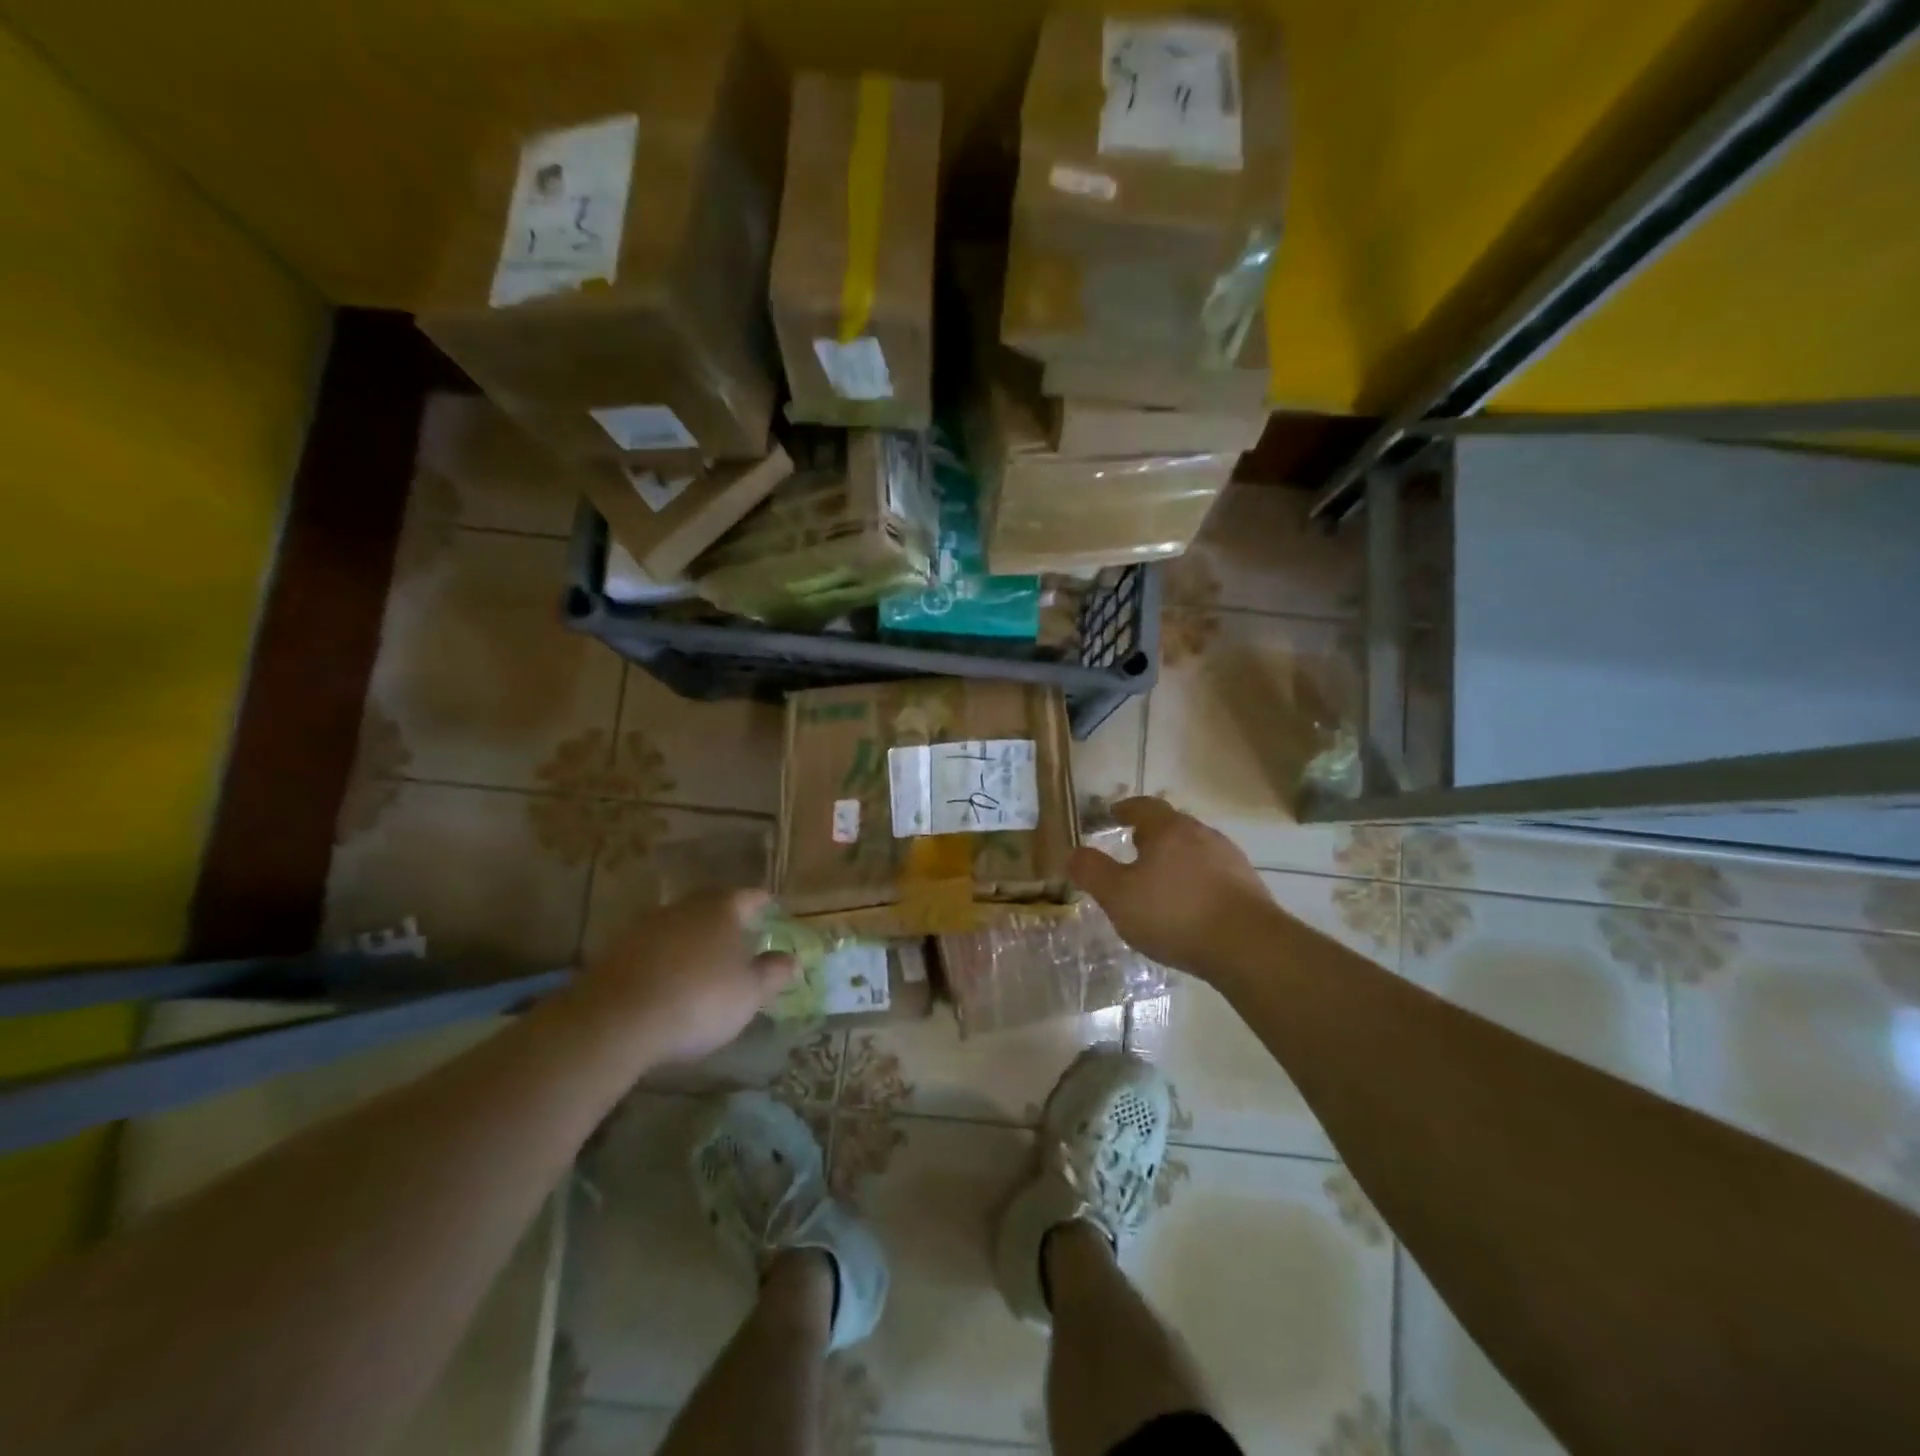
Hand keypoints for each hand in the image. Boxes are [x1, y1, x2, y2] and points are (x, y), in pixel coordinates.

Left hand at [567, 889, 797, 1068]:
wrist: (618, 1020)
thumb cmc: (699, 1000)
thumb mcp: (749, 993)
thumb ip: (773, 973)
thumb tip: (792, 958)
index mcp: (722, 909)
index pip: (749, 896)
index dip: (762, 902)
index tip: (770, 906)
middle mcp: (684, 907)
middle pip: (711, 904)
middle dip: (725, 915)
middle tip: (738, 929)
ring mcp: (646, 926)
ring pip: (679, 923)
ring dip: (692, 936)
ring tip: (703, 956)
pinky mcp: (617, 950)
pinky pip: (652, 946)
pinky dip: (665, 956)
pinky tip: (668, 977)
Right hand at [1069, 797, 1276, 979]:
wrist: (1247, 946)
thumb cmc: (1174, 914)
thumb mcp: (1118, 896)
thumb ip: (1092, 872)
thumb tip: (1072, 852)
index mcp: (1168, 829)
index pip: (1143, 806)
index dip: (1125, 808)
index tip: (1112, 814)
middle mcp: (1201, 834)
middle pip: (1172, 825)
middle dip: (1151, 834)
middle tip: (1132, 848)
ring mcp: (1229, 858)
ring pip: (1194, 849)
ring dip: (1175, 859)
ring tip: (1159, 881)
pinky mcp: (1247, 885)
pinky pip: (1212, 874)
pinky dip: (1195, 881)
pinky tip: (1189, 905)